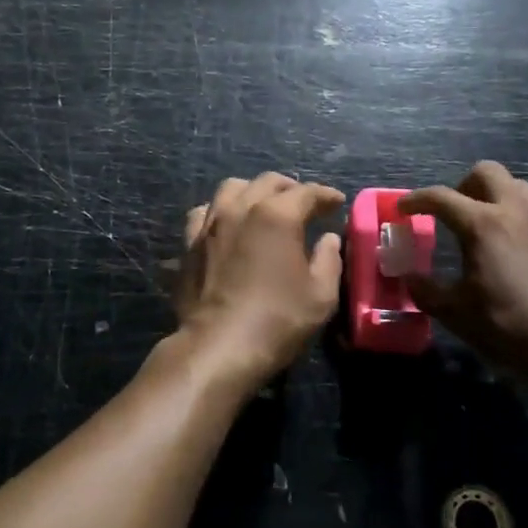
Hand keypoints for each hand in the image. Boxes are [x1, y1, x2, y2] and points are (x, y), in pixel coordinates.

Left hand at [172, 173, 344, 392]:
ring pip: (232, 188)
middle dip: (291, 188)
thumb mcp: (320, 296)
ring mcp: (211, 223)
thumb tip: (328, 239)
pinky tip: (228, 224)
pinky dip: (221, 211)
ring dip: (253, 191)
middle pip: (268, 182)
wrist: (218, 345)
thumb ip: (329, 260)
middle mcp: (241, 208)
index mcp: (277, 216)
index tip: (337, 202)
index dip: (325, 195)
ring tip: (264, 206)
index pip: (306, 193)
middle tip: (305, 204)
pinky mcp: (190, 242)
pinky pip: (205, 212)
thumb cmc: (277, 320)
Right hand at [402, 162, 527, 394]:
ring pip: (515, 185)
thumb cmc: (509, 324)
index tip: (403, 209)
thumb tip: (409, 278)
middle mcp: (514, 211)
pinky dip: (514, 216)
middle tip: (451, 213)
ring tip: (481, 226)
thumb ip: (426, 290)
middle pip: (485, 172)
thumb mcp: (456, 312)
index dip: (416, 200)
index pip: (440, 197)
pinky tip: (510, 249)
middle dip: (462, 185)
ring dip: (492, 195)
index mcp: (482, 224)